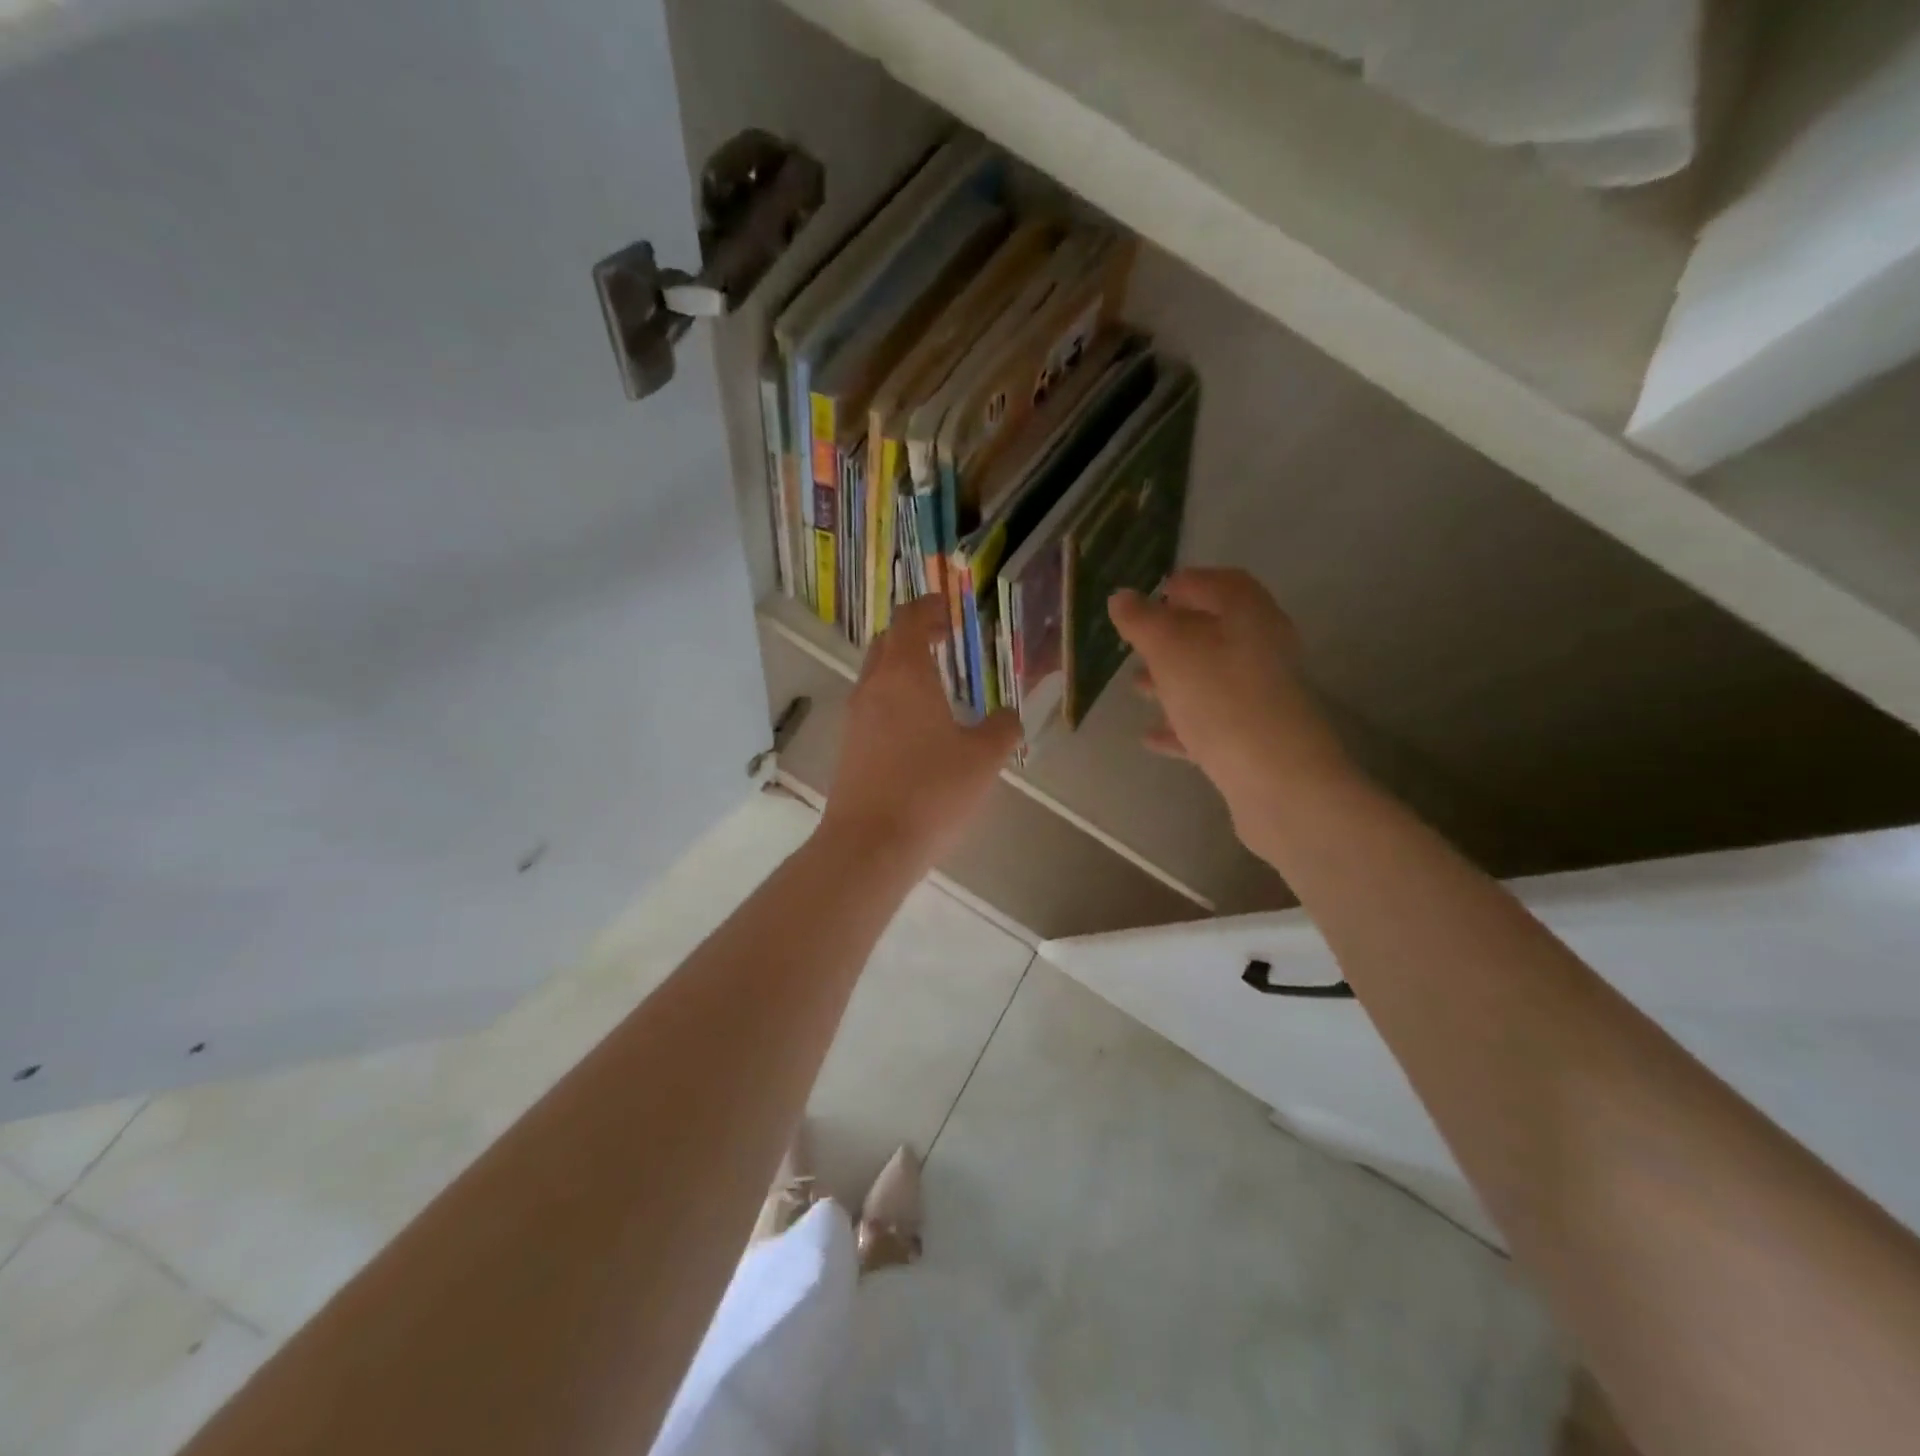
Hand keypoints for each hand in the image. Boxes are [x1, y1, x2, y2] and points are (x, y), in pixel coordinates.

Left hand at [820, 595, 1021, 870]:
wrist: (869, 846)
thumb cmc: (931, 792)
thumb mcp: (983, 759)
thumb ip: (1002, 729)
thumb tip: (1008, 716)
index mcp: (904, 674)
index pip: (910, 620)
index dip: (930, 608)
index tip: (949, 609)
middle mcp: (872, 687)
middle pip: (887, 643)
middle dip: (915, 635)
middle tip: (945, 641)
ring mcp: (854, 718)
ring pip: (876, 676)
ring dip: (902, 670)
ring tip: (937, 686)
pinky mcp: (848, 748)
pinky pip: (871, 708)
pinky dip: (893, 701)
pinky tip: (918, 730)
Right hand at [1109, 569, 1352, 821]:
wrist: (1274, 775)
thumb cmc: (1219, 695)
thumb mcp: (1170, 648)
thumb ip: (1142, 620)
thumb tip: (1121, 597)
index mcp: (1249, 614)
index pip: (1220, 583)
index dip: (1187, 583)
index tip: (1153, 594)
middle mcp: (1262, 648)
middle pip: (1214, 632)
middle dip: (1173, 636)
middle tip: (1136, 643)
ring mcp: (1260, 695)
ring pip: (1210, 678)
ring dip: (1173, 679)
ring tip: (1135, 687)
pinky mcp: (1253, 736)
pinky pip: (1211, 721)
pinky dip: (1181, 723)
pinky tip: (1151, 735)